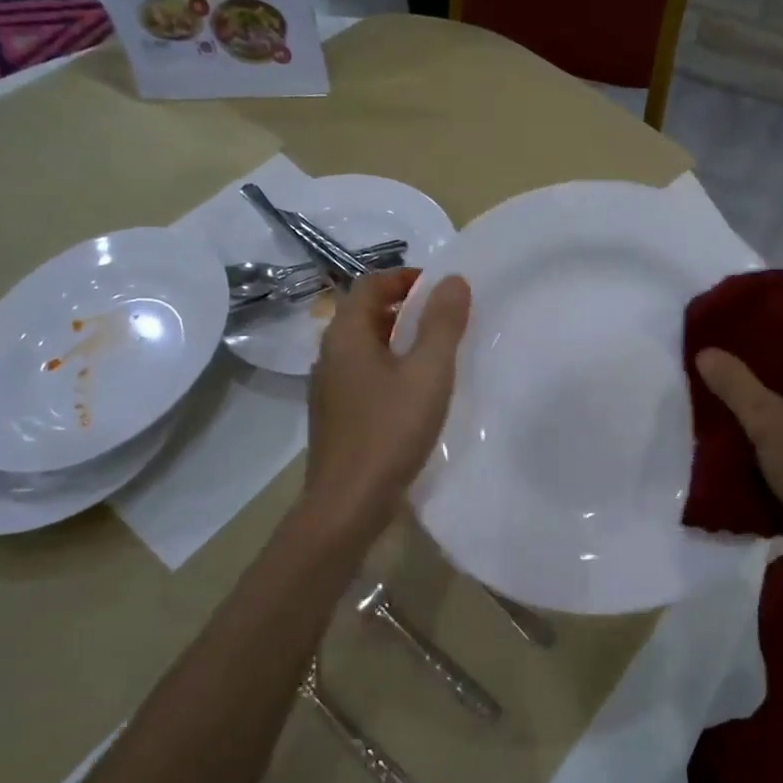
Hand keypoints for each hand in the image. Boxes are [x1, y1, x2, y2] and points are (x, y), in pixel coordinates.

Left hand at [304, 269, 470, 534]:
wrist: (348, 505)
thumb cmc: (390, 431)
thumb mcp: (428, 373)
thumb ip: (442, 324)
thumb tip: (452, 280)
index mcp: (345, 336)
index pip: (370, 284)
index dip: (405, 277)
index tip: (441, 288)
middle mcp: (330, 355)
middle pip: (365, 313)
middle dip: (405, 307)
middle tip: (446, 317)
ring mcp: (330, 388)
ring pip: (365, 347)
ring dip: (399, 339)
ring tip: (438, 352)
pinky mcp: (337, 416)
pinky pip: (365, 375)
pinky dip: (391, 368)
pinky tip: (417, 393)